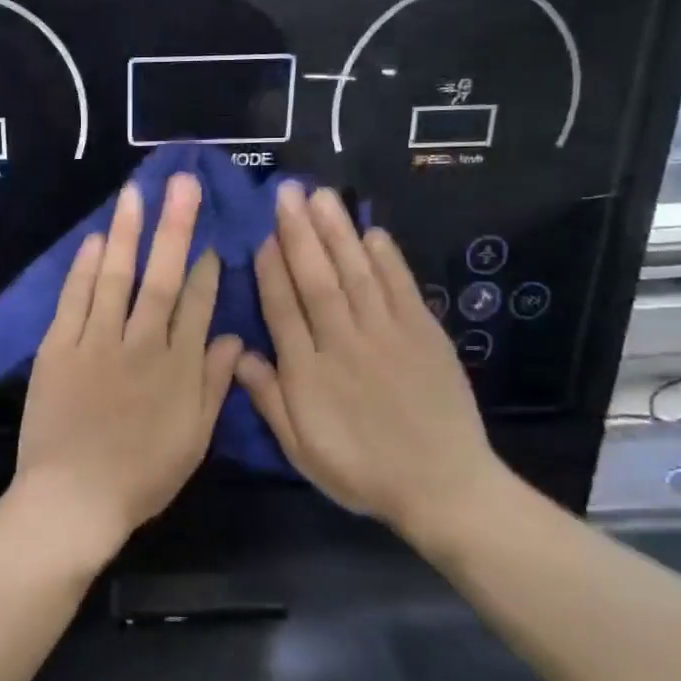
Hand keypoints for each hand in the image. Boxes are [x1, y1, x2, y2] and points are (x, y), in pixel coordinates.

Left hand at [12, 174, 242, 564]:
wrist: (73, 499)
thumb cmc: (141, 476)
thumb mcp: (194, 439)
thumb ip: (214, 385)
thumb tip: (232, 337)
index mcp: (178, 368)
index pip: (197, 305)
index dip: (205, 269)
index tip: (211, 238)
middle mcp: (142, 344)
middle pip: (162, 277)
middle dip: (175, 227)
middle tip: (183, 183)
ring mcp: (97, 342)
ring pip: (117, 277)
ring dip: (129, 233)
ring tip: (137, 192)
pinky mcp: (59, 347)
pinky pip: (74, 299)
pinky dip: (85, 268)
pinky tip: (97, 239)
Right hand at [234, 183, 510, 547]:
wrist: (444, 489)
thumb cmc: (362, 471)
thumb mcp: (301, 450)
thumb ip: (269, 399)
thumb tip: (237, 352)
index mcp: (310, 373)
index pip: (283, 309)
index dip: (271, 269)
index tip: (262, 233)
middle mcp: (344, 344)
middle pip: (317, 280)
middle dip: (300, 233)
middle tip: (287, 192)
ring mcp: (388, 335)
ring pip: (356, 274)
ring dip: (337, 232)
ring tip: (321, 196)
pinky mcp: (425, 335)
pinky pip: (401, 289)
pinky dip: (387, 259)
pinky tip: (372, 232)